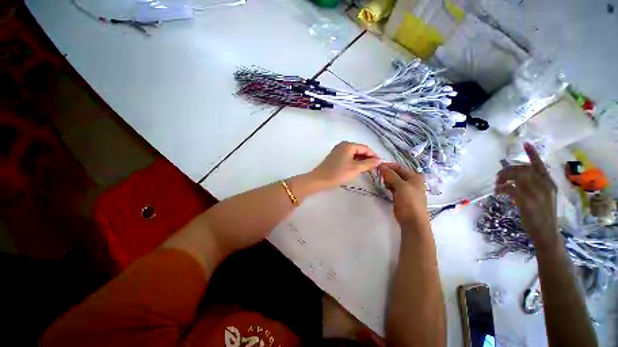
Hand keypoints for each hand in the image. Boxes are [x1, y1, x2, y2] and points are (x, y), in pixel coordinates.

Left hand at [309, 142, 380, 188]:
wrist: (319, 180)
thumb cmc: (338, 173)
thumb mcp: (356, 169)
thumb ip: (369, 163)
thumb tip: (379, 160)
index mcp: (348, 145)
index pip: (365, 148)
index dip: (373, 156)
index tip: (380, 165)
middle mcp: (343, 145)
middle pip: (359, 150)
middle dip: (367, 158)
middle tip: (373, 168)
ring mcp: (338, 150)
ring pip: (353, 154)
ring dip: (361, 161)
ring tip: (366, 170)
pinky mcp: (335, 157)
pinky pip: (348, 157)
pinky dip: (353, 162)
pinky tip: (356, 169)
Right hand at [378, 163, 427, 226]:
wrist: (413, 221)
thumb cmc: (409, 202)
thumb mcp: (401, 186)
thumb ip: (391, 175)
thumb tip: (380, 166)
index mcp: (414, 176)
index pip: (399, 167)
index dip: (388, 166)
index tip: (376, 167)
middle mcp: (411, 181)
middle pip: (396, 173)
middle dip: (386, 173)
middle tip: (377, 174)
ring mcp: (406, 189)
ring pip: (393, 180)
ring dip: (387, 179)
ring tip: (380, 181)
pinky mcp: (401, 196)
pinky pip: (393, 187)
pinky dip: (388, 186)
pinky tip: (384, 187)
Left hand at [496, 142, 558, 250]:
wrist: (547, 233)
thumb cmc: (543, 214)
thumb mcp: (543, 197)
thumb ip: (534, 185)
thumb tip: (516, 177)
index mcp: (549, 183)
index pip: (540, 165)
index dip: (533, 154)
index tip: (525, 143)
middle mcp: (545, 186)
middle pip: (523, 169)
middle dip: (507, 170)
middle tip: (498, 177)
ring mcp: (537, 194)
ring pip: (516, 177)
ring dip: (503, 179)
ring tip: (497, 185)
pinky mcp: (527, 203)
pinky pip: (510, 189)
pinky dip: (502, 189)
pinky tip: (498, 192)